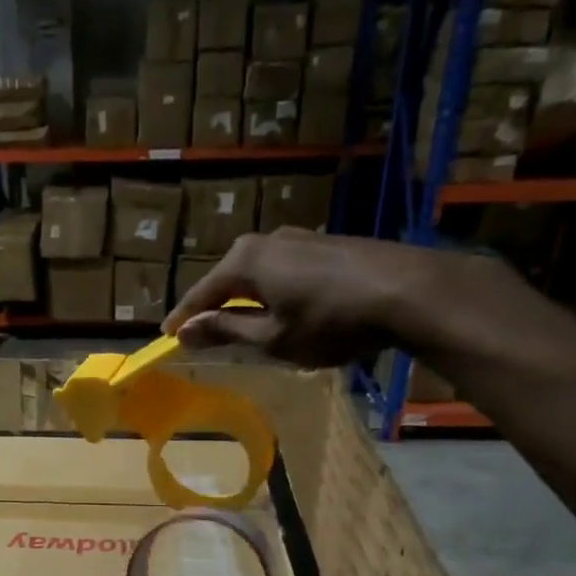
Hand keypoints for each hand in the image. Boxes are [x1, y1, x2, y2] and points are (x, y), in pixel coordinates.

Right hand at [161, 227, 504, 367]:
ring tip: (241, 325)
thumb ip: (226, 331)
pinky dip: (274, 292)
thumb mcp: (272, 337)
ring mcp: (301, 239)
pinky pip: (284, 271)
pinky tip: (283, 310)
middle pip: (229, 278)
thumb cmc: (330, 321)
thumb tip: (185, 331)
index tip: (166, 337)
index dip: (184, 318)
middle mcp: (268, 241)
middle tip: (201, 332)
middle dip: (214, 306)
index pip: (201, 293)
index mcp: (245, 262)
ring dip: (247, 299)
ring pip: (259, 274)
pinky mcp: (328, 245)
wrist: (408, 291)